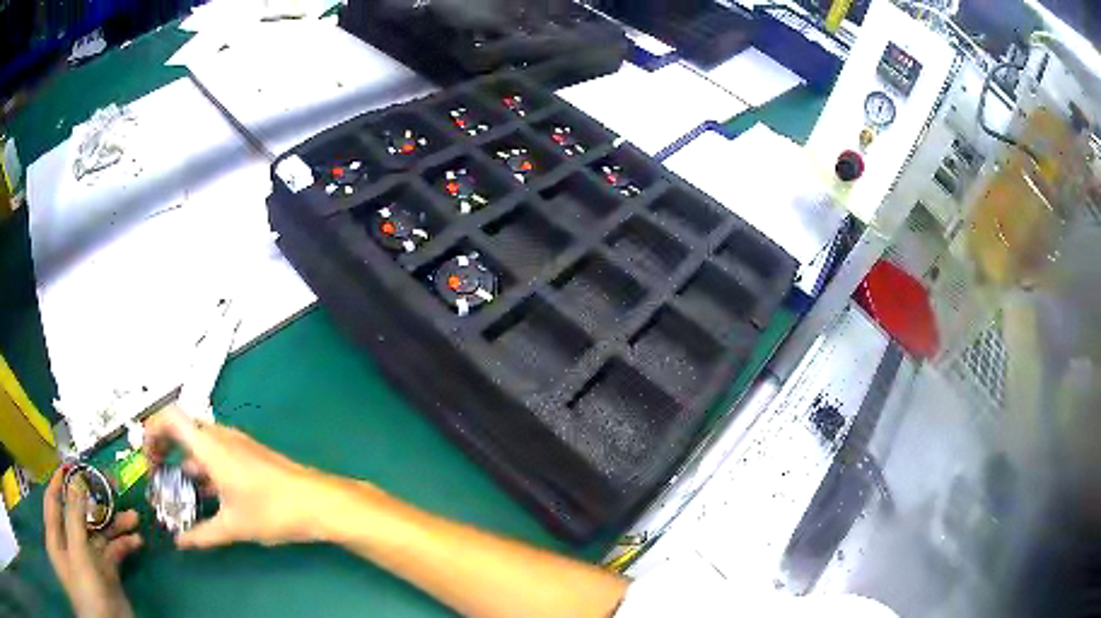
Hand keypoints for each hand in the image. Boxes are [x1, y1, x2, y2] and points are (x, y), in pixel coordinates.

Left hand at [44, 467, 140, 617]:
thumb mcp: (78, 554)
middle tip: (112, 487)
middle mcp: (70, 542)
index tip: (71, 464)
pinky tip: (136, 542)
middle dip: (95, 500)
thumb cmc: (87, 591)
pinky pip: (113, 553)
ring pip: (99, 533)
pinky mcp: (107, 573)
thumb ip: (74, 518)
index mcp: (57, 534)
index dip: (60, 481)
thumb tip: (77, 483)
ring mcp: (89, 559)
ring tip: (133, 516)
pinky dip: (124, 546)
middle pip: (79, 514)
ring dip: (115, 524)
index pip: (54, 499)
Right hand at [143, 406, 329, 548]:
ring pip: (199, 444)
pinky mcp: (248, 455)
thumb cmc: (273, 510)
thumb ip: (203, 535)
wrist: (318, 502)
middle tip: (157, 475)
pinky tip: (204, 496)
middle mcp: (220, 437)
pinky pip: (215, 454)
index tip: (148, 460)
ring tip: (177, 491)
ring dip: (184, 463)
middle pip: (181, 429)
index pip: (170, 417)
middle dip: (164, 449)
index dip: (151, 431)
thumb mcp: (233, 526)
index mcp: (210, 446)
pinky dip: (203, 469)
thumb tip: (181, 543)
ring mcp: (236, 444)